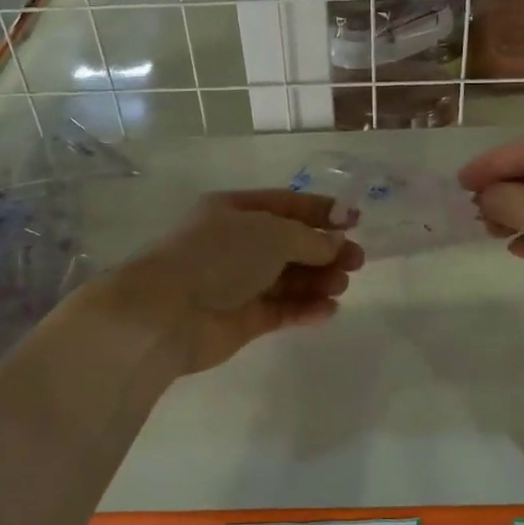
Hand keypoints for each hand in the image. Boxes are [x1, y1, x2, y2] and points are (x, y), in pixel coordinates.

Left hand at [99, 190, 363, 373]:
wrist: (167, 313)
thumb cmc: (219, 257)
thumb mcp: (272, 234)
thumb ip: (310, 240)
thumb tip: (336, 244)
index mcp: (236, 210)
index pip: (286, 205)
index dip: (321, 212)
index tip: (355, 221)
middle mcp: (237, 244)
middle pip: (291, 245)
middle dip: (325, 251)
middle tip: (356, 261)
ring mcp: (239, 283)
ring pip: (288, 279)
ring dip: (318, 280)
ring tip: (340, 285)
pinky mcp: (243, 319)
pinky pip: (282, 309)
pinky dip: (305, 309)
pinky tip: (328, 310)